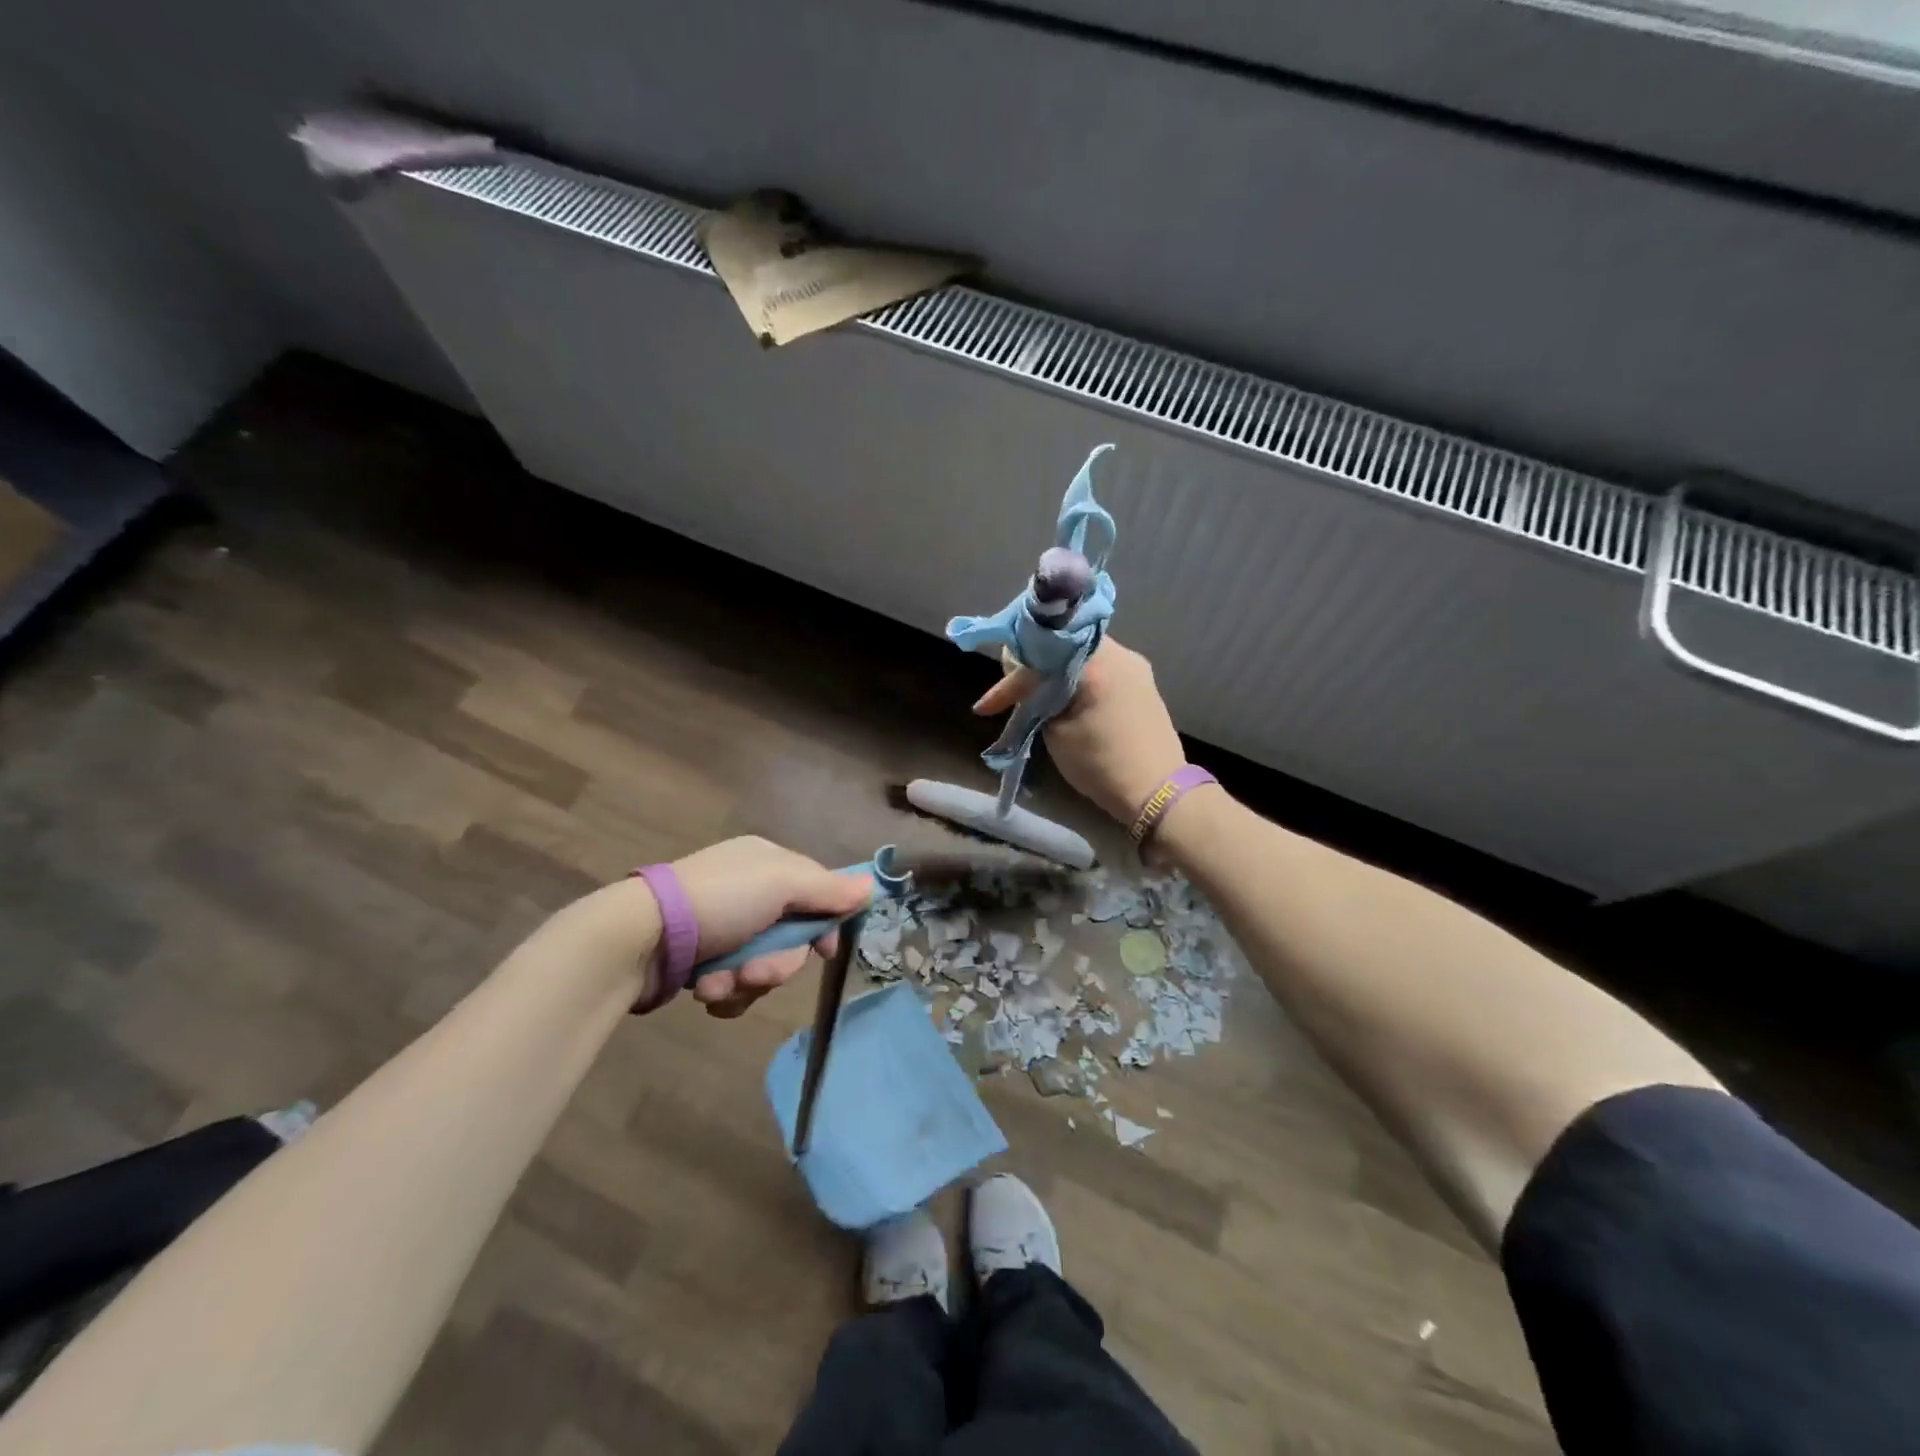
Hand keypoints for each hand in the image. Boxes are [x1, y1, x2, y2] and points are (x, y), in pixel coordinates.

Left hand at [671, 836, 872, 1017]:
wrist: (639, 939)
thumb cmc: (718, 901)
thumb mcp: (781, 883)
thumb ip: (828, 889)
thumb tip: (871, 886)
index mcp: (768, 864)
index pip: (817, 892)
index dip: (824, 923)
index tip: (824, 950)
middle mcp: (749, 892)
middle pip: (791, 938)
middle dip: (776, 963)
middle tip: (754, 972)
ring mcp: (723, 927)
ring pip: (764, 966)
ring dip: (747, 982)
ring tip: (716, 983)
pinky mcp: (701, 960)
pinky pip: (735, 984)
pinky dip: (725, 992)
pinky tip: (704, 990)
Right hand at [973, 638, 1184, 823]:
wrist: (1158, 792)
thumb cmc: (1101, 765)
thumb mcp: (1056, 733)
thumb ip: (1038, 699)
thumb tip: (1027, 684)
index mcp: (1096, 663)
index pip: (1040, 655)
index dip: (1010, 680)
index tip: (986, 706)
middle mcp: (1120, 654)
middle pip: (1063, 645)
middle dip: (1033, 666)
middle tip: (1011, 691)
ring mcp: (1135, 667)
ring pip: (1082, 656)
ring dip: (1055, 673)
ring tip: (1034, 696)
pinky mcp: (1142, 683)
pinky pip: (1101, 668)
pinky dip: (1077, 679)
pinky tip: (1064, 698)